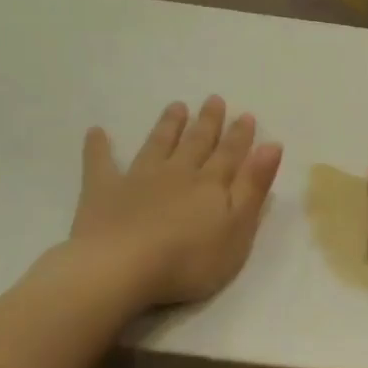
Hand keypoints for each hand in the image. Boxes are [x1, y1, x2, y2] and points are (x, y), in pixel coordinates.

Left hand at [68, 96, 282, 308]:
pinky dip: (98, 147)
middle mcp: (177, 173)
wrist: (122, 268)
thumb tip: (271, 146)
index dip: (240, 136)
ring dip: (168, 126)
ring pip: (158, 145)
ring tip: (176, 107)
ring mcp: (138, 179)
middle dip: (208, 123)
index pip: (230, 155)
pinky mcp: (103, 191)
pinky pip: (100, 163)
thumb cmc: (190, 259)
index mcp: (211, 185)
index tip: (246, 115)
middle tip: (214, 100)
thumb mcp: (237, 228)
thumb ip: (253, 187)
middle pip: (196, 144)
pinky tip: (96, 132)